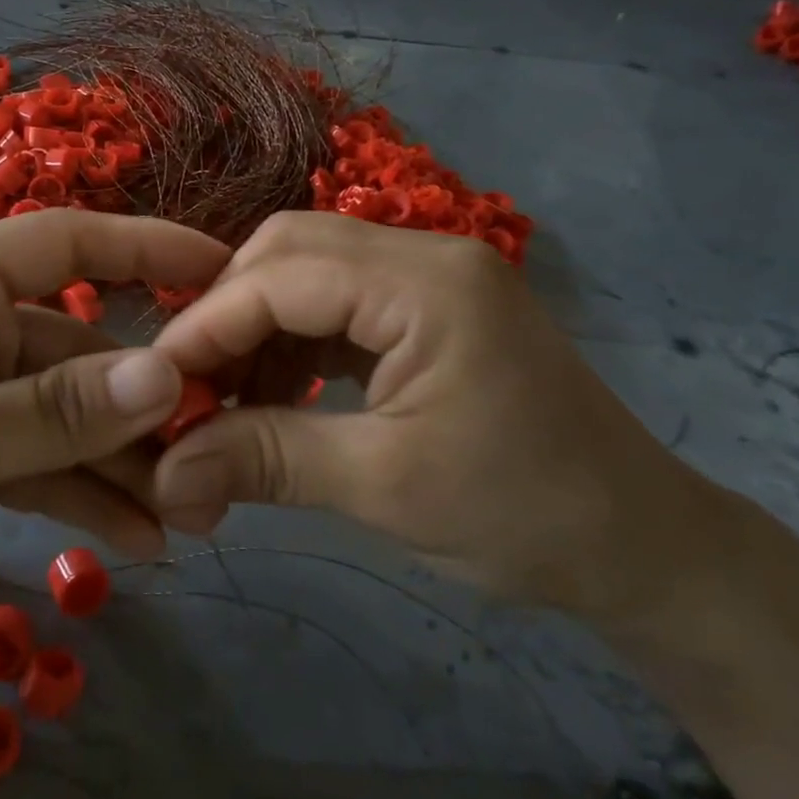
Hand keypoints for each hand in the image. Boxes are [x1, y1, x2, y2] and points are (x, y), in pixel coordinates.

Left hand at [0, 210, 228, 668]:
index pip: (64, 243)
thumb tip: (167, 375)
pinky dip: (87, 496)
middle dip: (144, 399)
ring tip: (188, 514)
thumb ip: (56, 411)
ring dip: (124, 461)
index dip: (145, 248)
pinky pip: (44, 464)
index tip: (221, 269)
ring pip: (69, 416)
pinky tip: (138, 538)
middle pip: (79, 349)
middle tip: (215, 445)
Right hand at [146, 213, 718, 623]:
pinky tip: (276, 396)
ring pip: (310, 272)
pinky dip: (295, 344)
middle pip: (291, 251)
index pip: (283, 274)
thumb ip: (266, 459)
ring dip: (258, 329)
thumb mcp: (385, 487)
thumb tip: (164, 473)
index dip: (208, 325)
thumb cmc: (525, 515)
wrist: (643, 548)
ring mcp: (432, 278)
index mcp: (426, 282)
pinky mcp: (430, 310)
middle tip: (190, 385)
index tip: (154, 384)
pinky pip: (339, 304)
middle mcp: (426, 254)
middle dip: (229, 314)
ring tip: (227, 399)